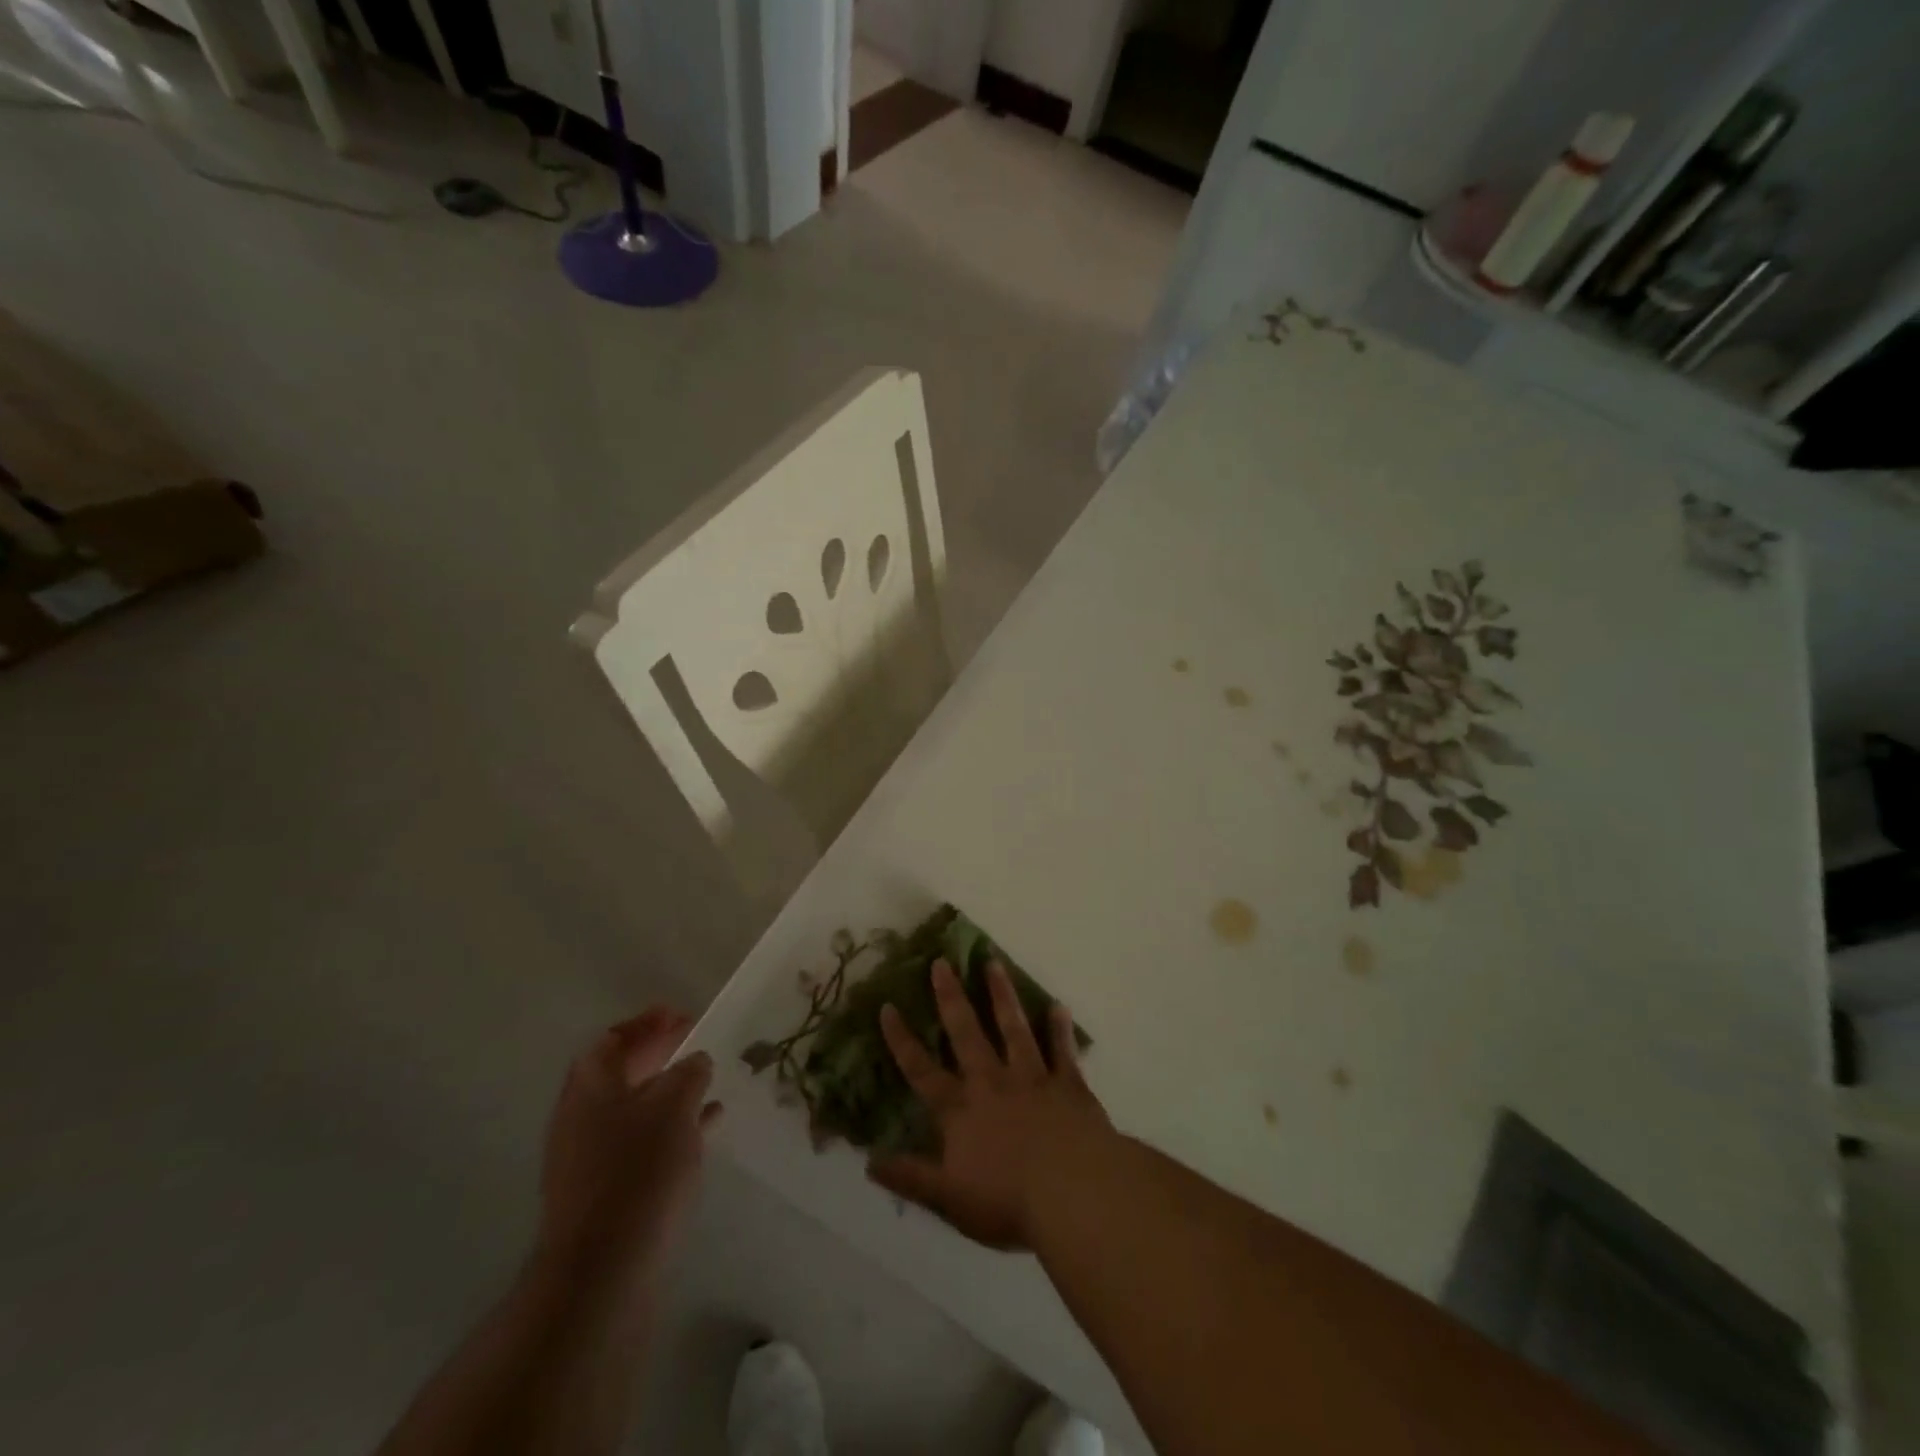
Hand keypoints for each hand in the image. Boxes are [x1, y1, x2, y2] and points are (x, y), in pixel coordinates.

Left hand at [536, 1007, 719, 1289]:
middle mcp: (582, 1115)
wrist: (600, 1272)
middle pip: (620, 1072)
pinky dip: (671, 1127)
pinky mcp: (605, 1191)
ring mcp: (589, 1157)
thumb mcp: (675, 1106)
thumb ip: (689, 1073)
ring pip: (634, 1108)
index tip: (681, 1015)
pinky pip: (641, 1142)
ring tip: (707, 1082)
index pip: (613, 1038)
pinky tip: (707, 1127)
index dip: (647, 1022)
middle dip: (657, 1054)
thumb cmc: (638, 1171)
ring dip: (668, 1091)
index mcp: (591, 1085)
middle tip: (694, 1042)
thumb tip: (695, 1061)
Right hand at [869, 959, 1109, 1249]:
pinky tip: (1058, 1006)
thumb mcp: (949, 1200)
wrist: (1073, 1192)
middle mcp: (992, 1083)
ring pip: (1013, 1028)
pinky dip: (1059, 1029)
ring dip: (1002, 995)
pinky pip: (1061, 1050)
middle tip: (941, 962)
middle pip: (966, 1034)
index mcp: (961, 1111)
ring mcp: (1032, 1079)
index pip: (922, 1071)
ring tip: (994, 962)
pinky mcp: (1068, 1084)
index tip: (888, 1006)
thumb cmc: (1008, 1202)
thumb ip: (911, 1177)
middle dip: (951, 997)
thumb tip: (868, 1163)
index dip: (902, 1040)